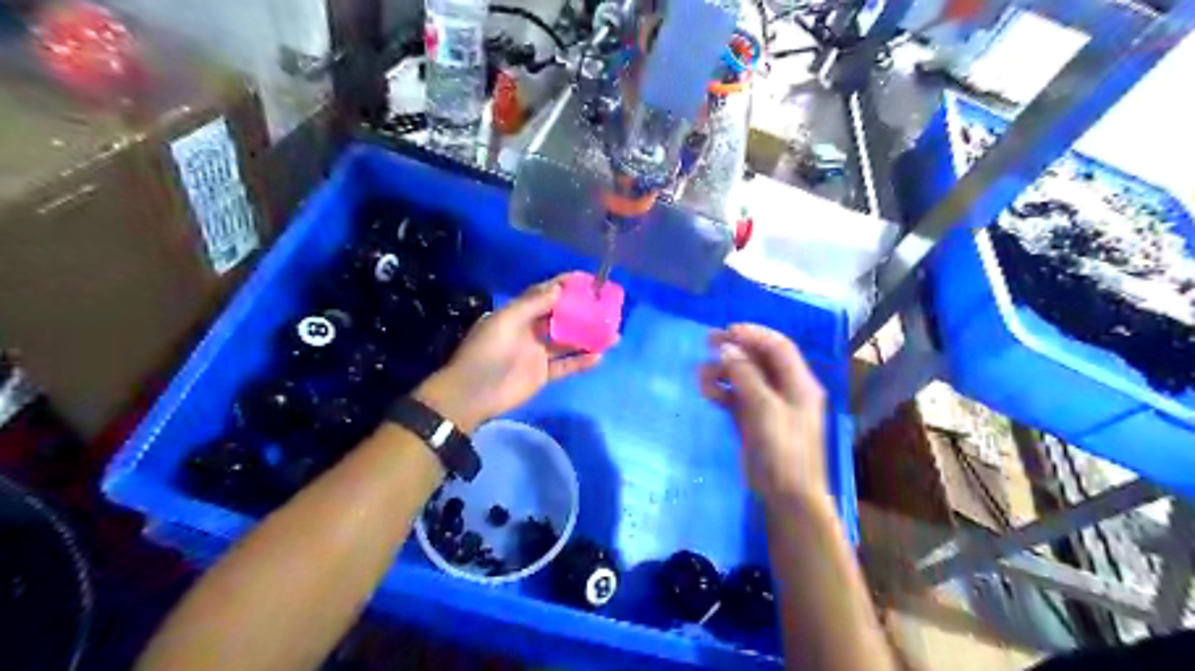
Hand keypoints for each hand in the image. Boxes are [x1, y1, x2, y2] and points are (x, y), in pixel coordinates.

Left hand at [417, 276, 607, 432]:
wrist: (473, 394)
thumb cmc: (487, 352)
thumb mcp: (506, 321)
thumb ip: (533, 305)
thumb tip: (559, 288)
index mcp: (518, 314)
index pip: (545, 294)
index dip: (564, 286)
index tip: (587, 280)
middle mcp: (530, 330)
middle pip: (561, 317)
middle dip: (583, 311)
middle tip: (607, 308)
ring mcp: (537, 353)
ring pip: (568, 341)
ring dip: (588, 337)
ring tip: (613, 334)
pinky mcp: (542, 374)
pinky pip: (566, 366)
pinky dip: (581, 362)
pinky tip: (599, 357)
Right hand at [702, 323, 834, 503]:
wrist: (787, 498)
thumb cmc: (784, 451)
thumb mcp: (766, 410)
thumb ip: (746, 377)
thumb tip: (727, 348)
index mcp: (799, 383)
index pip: (778, 347)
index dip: (754, 334)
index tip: (726, 331)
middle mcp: (785, 389)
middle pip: (760, 359)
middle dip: (735, 349)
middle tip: (708, 342)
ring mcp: (768, 405)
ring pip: (744, 378)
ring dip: (724, 372)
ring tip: (701, 375)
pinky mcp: (753, 421)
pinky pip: (736, 398)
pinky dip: (722, 391)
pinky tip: (706, 391)